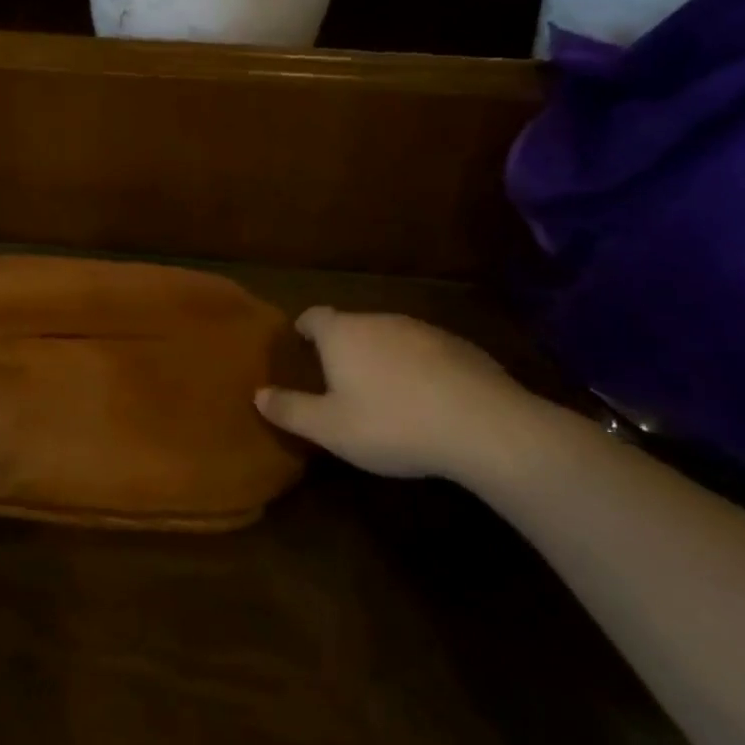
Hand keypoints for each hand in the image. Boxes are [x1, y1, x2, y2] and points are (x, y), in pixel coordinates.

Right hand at [255, 309, 535, 478]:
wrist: (486, 426)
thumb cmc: (393, 423)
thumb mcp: (331, 428)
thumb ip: (290, 410)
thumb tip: (257, 395)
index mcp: (342, 333)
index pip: (313, 316)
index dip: (305, 330)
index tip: (302, 347)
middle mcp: (379, 320)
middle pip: (352, 326)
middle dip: (344, 347)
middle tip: (342, 381)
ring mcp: (424, 330)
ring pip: (391, 338)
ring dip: (384, 358)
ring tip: (387, 395)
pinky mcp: (462, 347)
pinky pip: (428, 353)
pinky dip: (421, 369)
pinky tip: (431, 402)